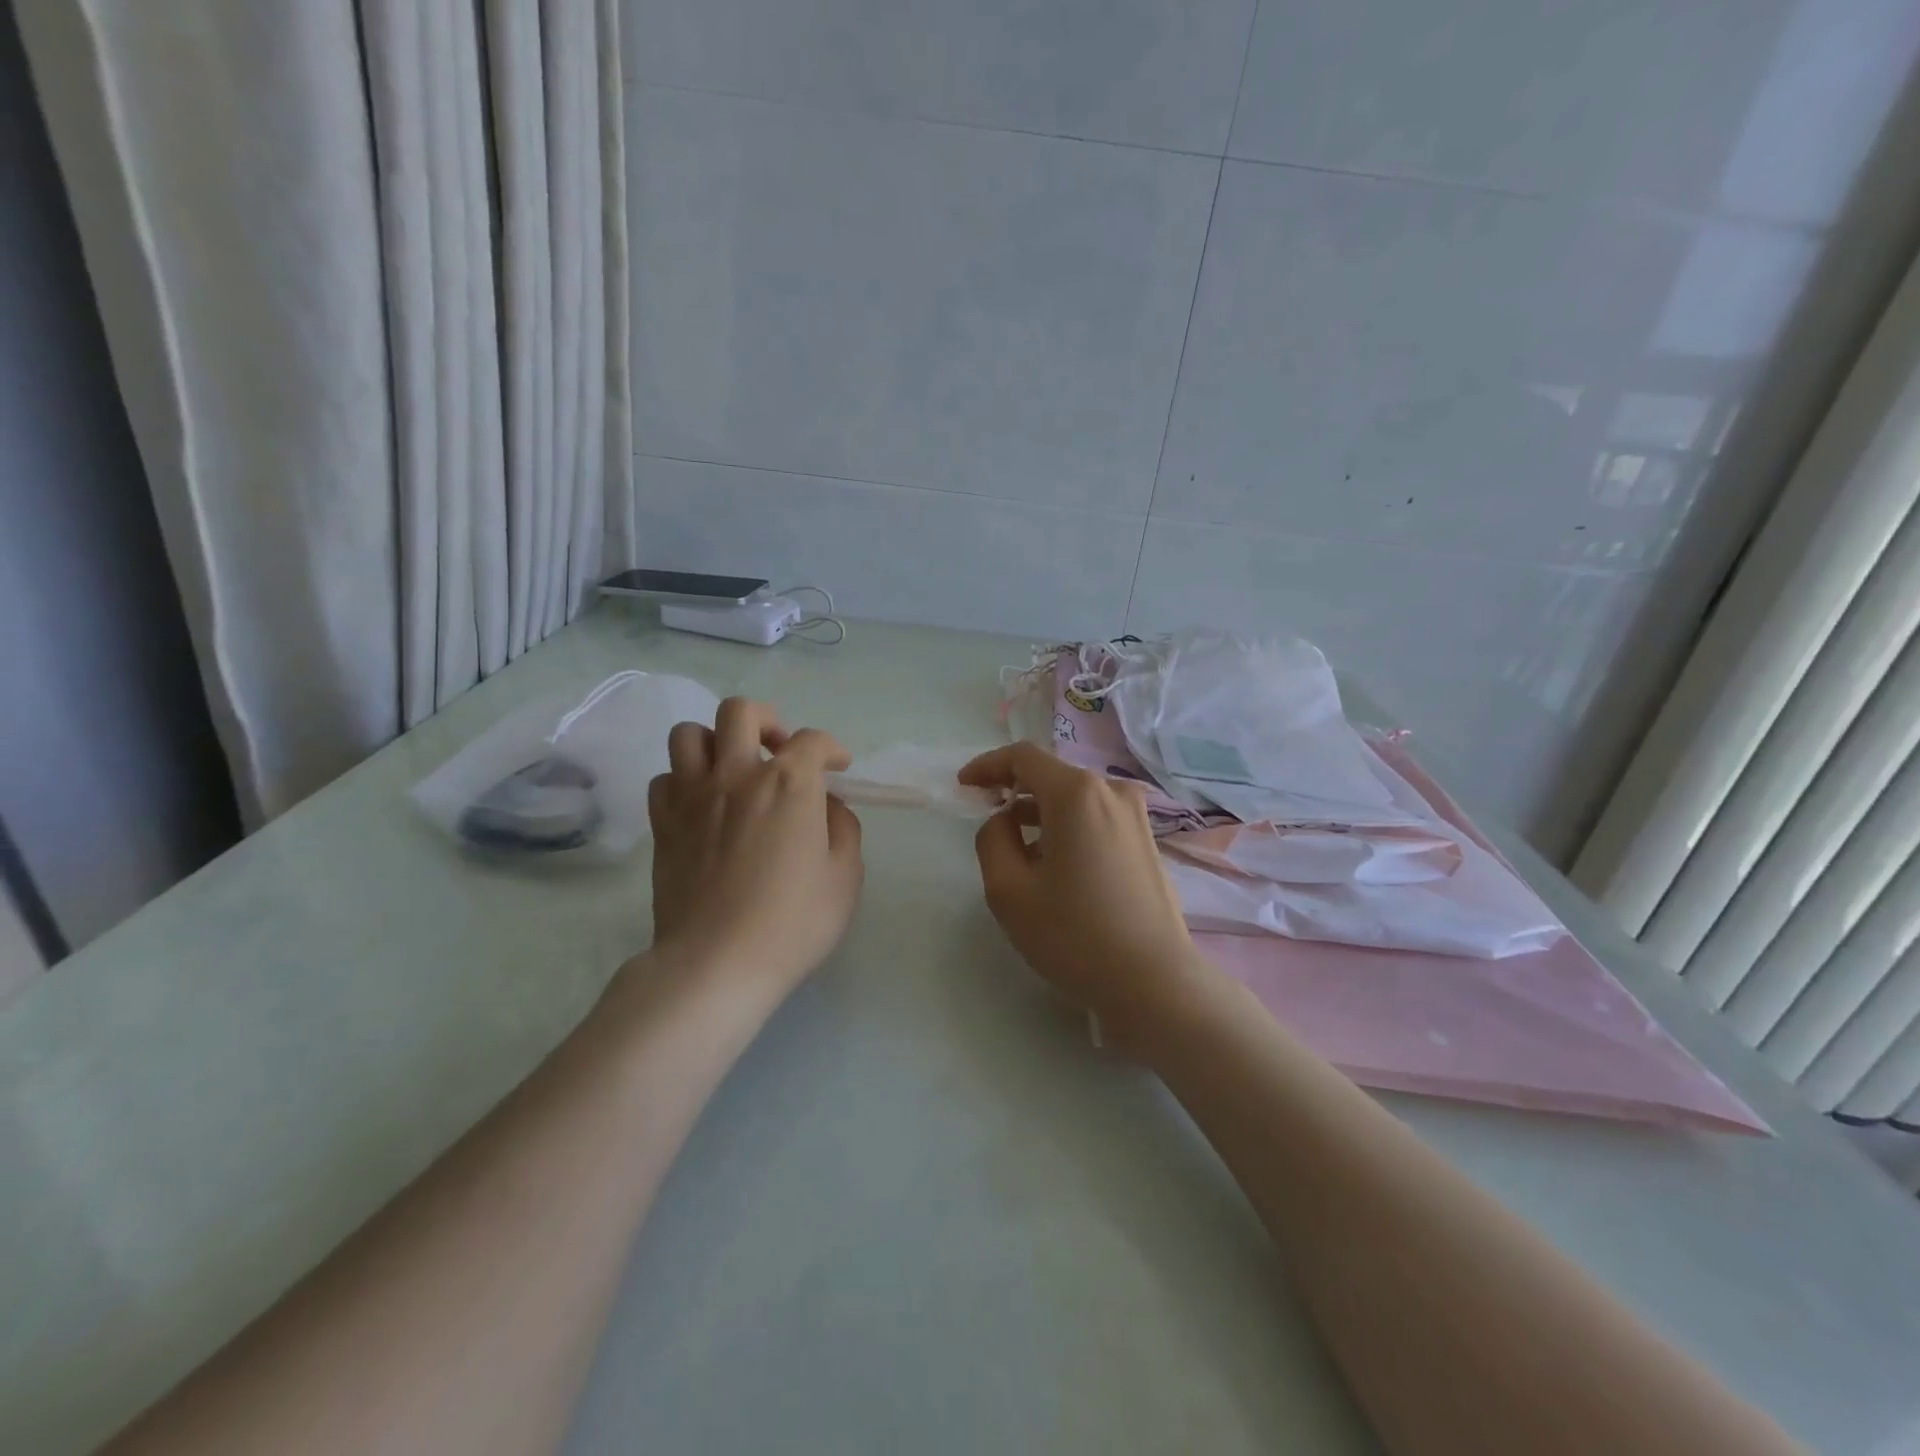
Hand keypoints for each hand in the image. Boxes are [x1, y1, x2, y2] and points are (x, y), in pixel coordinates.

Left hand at [644, 698, 863, 1001]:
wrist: (717, 963)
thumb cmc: (793, 922)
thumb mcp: (845, 876)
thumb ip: (843, 828)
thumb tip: (826, 805)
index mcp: (789, 783)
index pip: (812, 740)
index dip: (831, 748)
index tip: (838, 767)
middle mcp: (737, 775)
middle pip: (740, 712)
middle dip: (767, 721)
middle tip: (779, 750)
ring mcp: (692, 796)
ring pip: (690, 734)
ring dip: (717, 742)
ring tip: (733, 769)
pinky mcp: (662, 823)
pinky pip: (665, 779)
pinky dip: (685, 781)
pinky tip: (702, 805)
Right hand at [959, 742, 1218, 1038]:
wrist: (1154, 981)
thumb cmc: (1074, 934)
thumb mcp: (1009, 891)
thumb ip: (992, 840)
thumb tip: (1005, 821)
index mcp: (1077, 793)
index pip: (1023, 757)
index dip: (987, 766)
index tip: (964, 787)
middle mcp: (1112, 791)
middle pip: (1052, 776)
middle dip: (1014, 792)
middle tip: (987, 819)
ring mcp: (1136, 816)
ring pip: (1076, 799)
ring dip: (1041, 814)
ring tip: (1018, 851)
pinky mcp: (1147, 842)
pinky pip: (1097, 818)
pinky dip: (1069, 828)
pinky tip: (1057, 866)